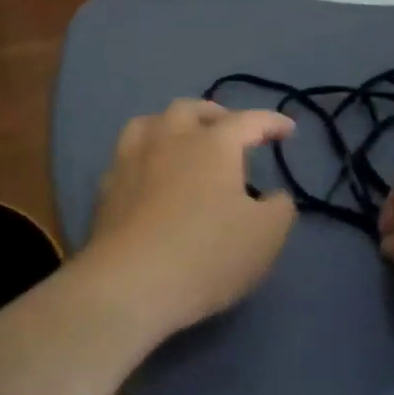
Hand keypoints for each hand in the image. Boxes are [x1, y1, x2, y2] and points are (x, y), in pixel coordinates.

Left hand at [78, 99, 298, 338]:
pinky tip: (148, 175)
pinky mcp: (106, 189)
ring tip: (180, 140)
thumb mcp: (266, 236)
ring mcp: (130, 161)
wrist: (130, 285)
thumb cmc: (208, 255)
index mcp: (212, 145)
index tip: (287, 130)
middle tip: (229, 129)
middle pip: (189, 109)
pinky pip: (125, 157)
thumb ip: (278, 208)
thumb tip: (272, 196)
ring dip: (170, 125)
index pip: (248, 121)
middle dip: (214, 114)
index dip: (271, 122)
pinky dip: (143, 157)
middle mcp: (168, 140)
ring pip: (148, 123)